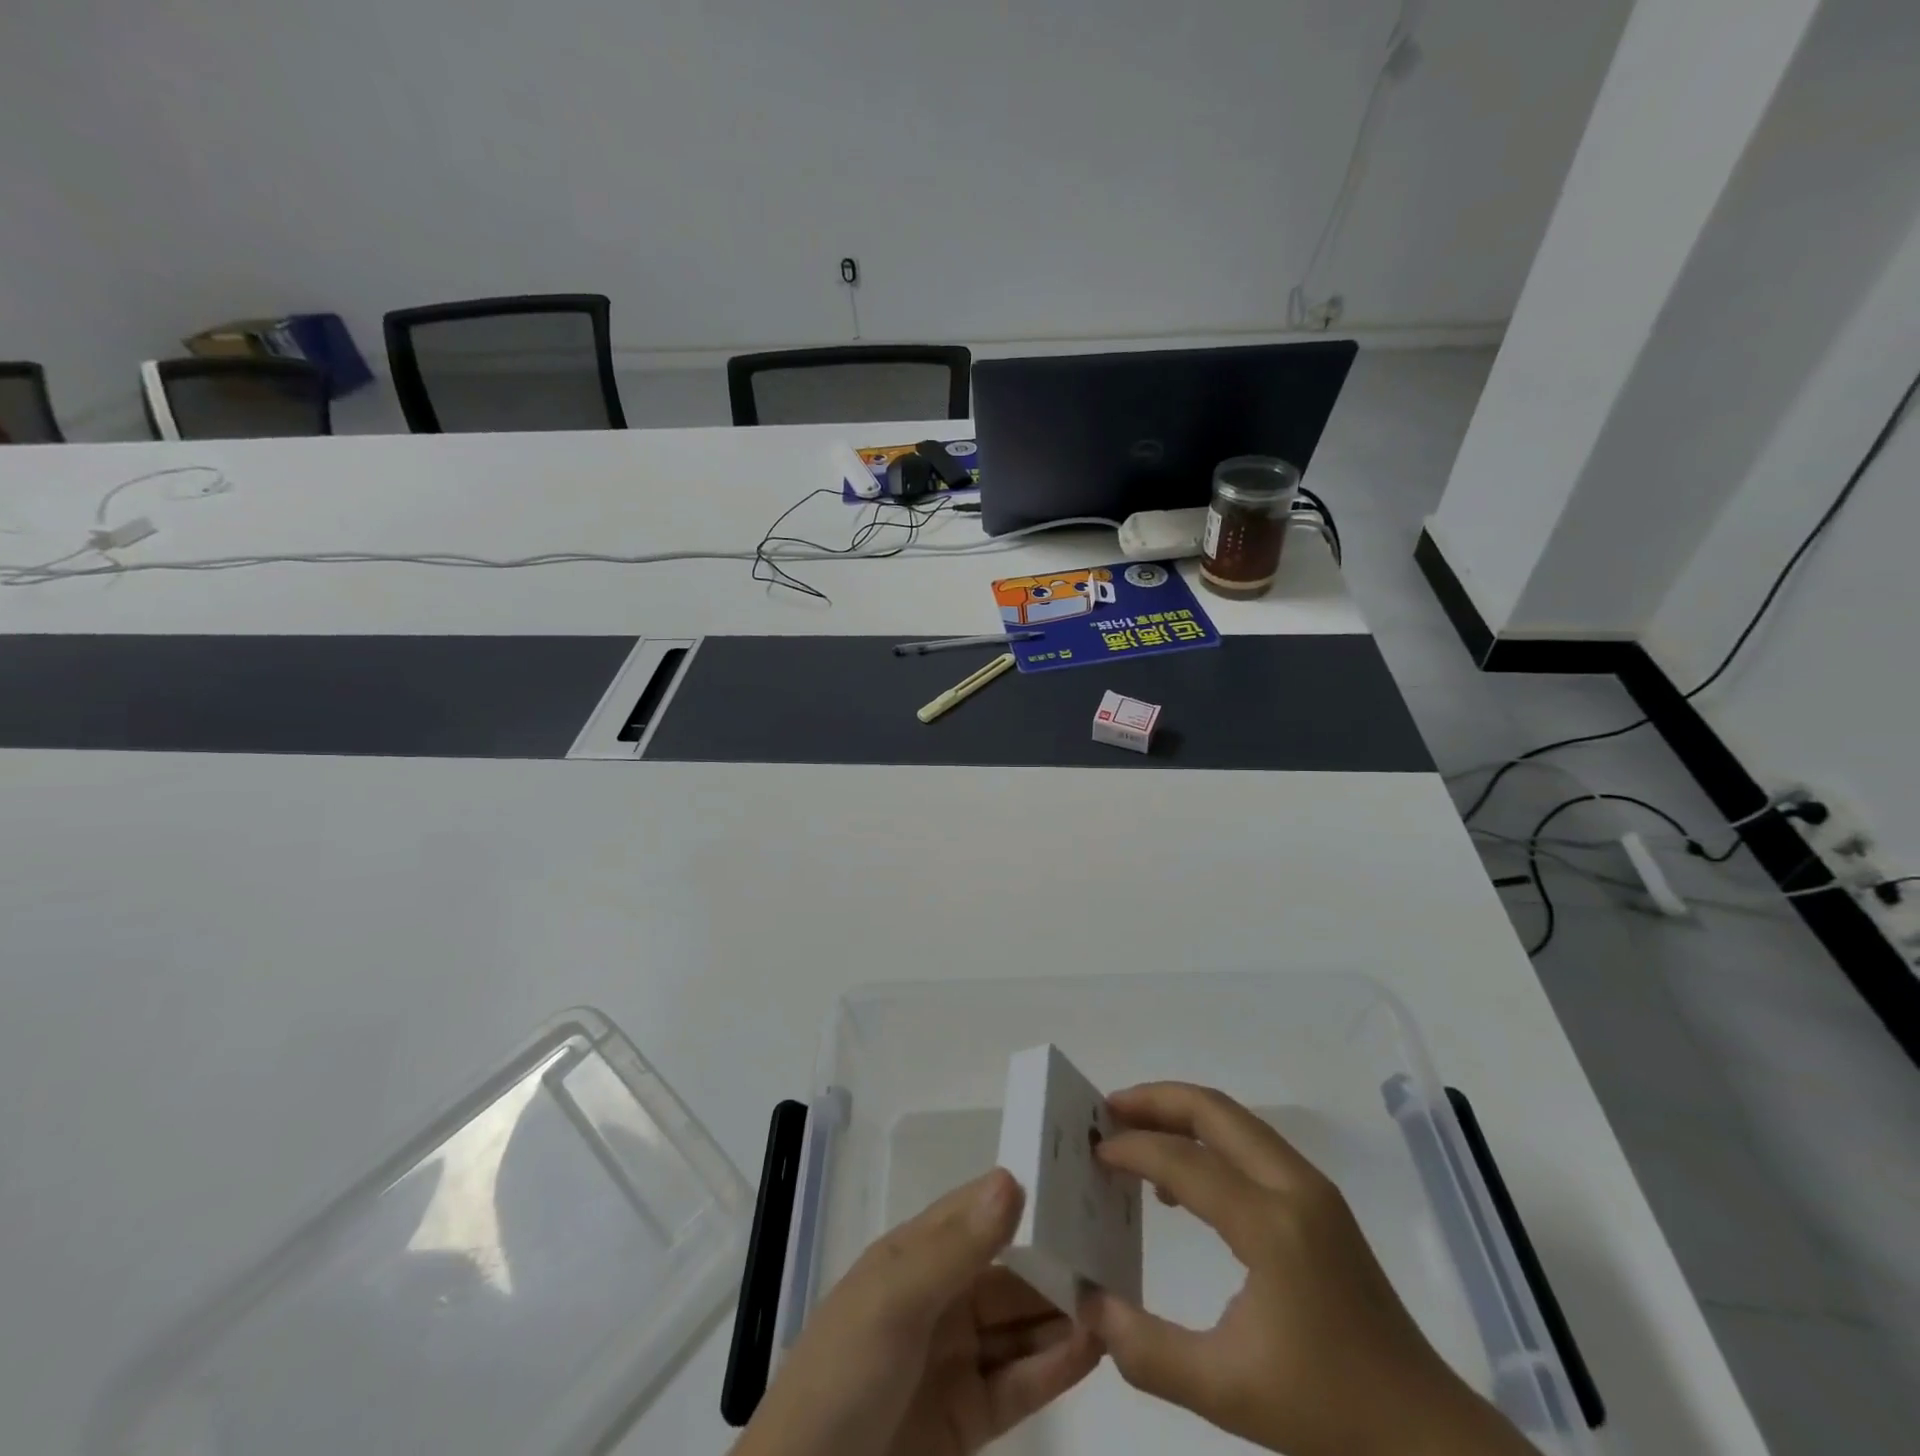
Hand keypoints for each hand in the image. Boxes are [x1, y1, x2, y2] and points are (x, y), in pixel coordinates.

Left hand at [733, 1168, 1102, 1455]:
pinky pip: (1019, 1384)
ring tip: (1116, 1298)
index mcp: (913, 1257)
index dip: (1020, 1198)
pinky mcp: (968, 1419)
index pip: (975, 1214)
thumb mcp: (896, 1300)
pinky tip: (1093, 1348)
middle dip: (1054, 1263)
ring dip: (1062, 1314)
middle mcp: (938, 1299)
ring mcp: (954, 1360)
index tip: (1076, 1181)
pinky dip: (1055, 1366)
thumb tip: (1012, 1178)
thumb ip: (957, 1246)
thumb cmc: (844, 1373)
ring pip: (1019, 1327)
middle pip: (1007, 1273)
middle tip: (1114, 1250)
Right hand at [1081, 1083, 1535, 1455]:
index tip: (1093, 1153)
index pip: (1184, 1162)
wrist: (1426, 1435)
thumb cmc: (1327, 1412)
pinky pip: (1252, 1144)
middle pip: (1213, 1110)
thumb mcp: (1226, 1391)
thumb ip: (1146, 1349)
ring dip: (1182, 1114)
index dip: (1133, 1150)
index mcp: (1271, 1224)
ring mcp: (1312, 1188)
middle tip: (1107, 1110)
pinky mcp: (1320, 1201)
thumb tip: (1087, 1305)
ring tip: (1136, 1133)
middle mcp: (1294, 1186)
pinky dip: (1209, 1139)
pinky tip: (1185, 1184)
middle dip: (1155, 1100)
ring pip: (1235, 1120)